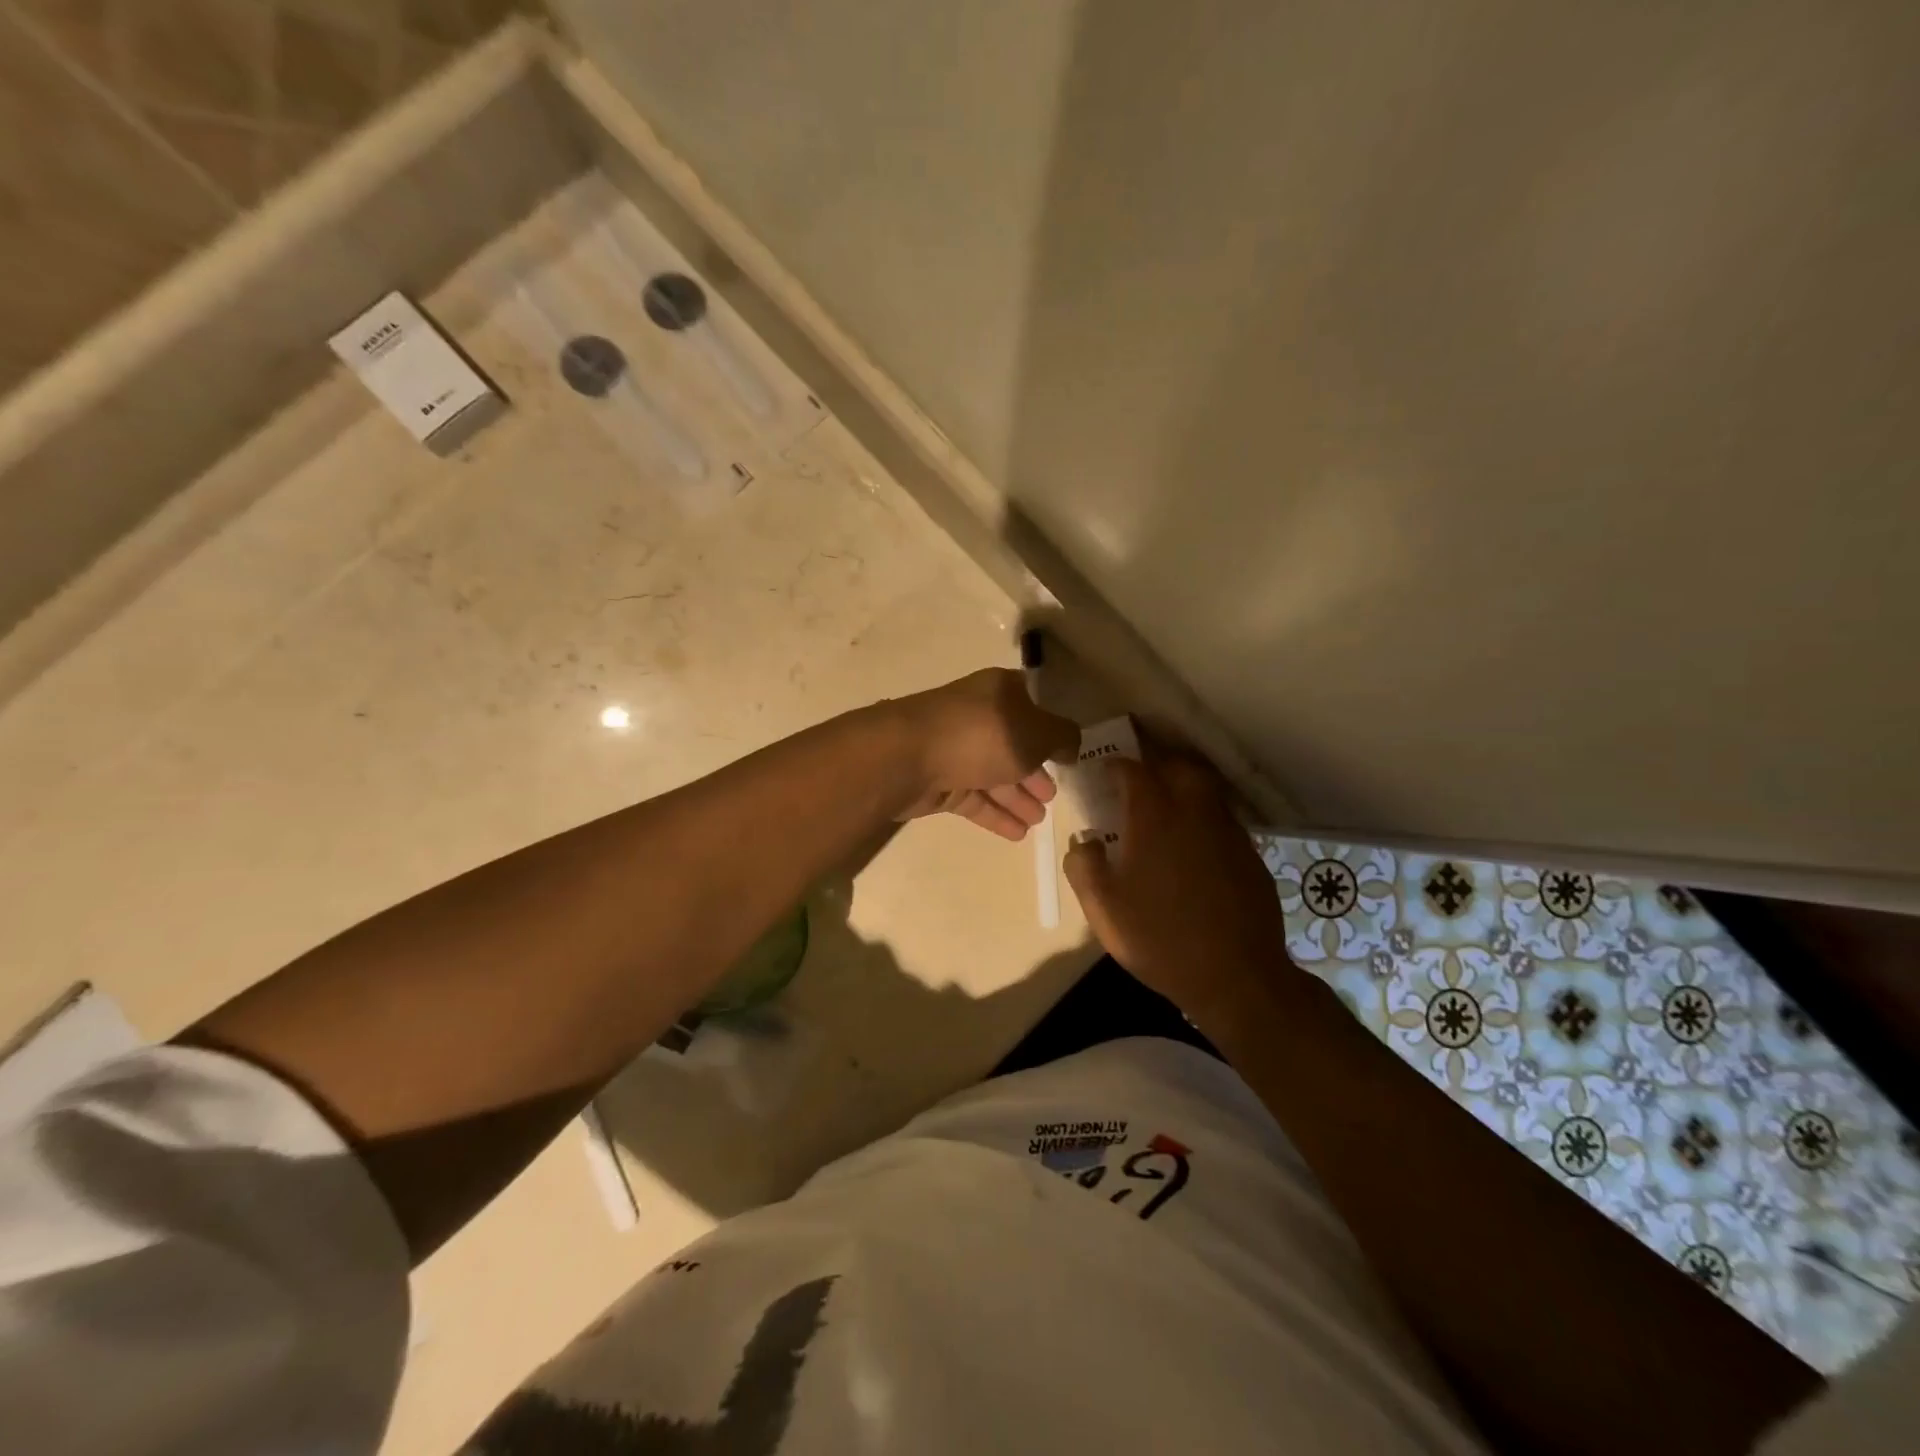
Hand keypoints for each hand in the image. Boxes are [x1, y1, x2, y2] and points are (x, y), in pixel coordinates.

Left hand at [894, 668, 1080, 840]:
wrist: (908, 757)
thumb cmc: (981, 735)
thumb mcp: (1036, 731)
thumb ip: (1062, 737)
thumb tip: (1070, 744)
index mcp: (1000, 692)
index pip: (1032, 705)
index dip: (1051, 728)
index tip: (1067, 754)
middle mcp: (978, 717)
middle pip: (1013, 744)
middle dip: (1035, 770)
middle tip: (1053, 796)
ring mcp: (956, 750)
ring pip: (994, 774)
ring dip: (1018, 797)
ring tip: (1040, 820)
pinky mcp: (940, 782)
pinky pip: (975, 798)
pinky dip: (997, 814)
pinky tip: (1019, 834)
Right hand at [1063, 750, 1293, 1019]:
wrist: (1236, 977)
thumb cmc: (1160, 939)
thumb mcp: (1103, 909)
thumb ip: (1083, 866)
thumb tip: (1085, 841)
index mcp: (1154, 817)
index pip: (1133, 770)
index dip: (1116, 766)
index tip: (1104, 773)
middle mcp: (1195, 812)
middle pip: (1179, 766)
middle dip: (1156, 763)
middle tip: (1139, 779)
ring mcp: (1229, 832)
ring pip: (1206, 789)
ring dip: (1184, 787)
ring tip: (1166, 807)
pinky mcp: (1250, 855)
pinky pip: (1223, 819)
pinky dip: (1205, 817)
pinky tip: (1194, 845)